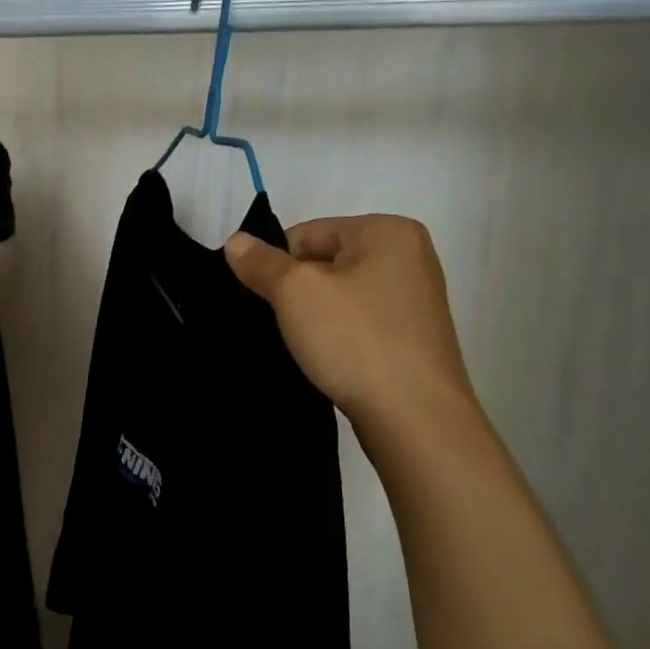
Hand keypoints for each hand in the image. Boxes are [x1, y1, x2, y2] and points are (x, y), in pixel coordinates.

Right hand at [225, 215, 476, 437]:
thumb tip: (235, 241)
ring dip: (312, 316)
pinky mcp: (411, 338)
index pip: (306, 234)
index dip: (275, 264)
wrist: (414, 416)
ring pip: (338, 296)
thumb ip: (261, 263)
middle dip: (294, 291)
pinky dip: (335, 336)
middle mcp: (409, 257)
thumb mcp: (296, 293)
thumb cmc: (355, 340)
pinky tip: (323, 359)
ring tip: (298, 344)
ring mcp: (413, 300)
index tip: (262, 300)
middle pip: (323, 262)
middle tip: (276, 324)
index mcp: (388, 231)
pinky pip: (357, 323)